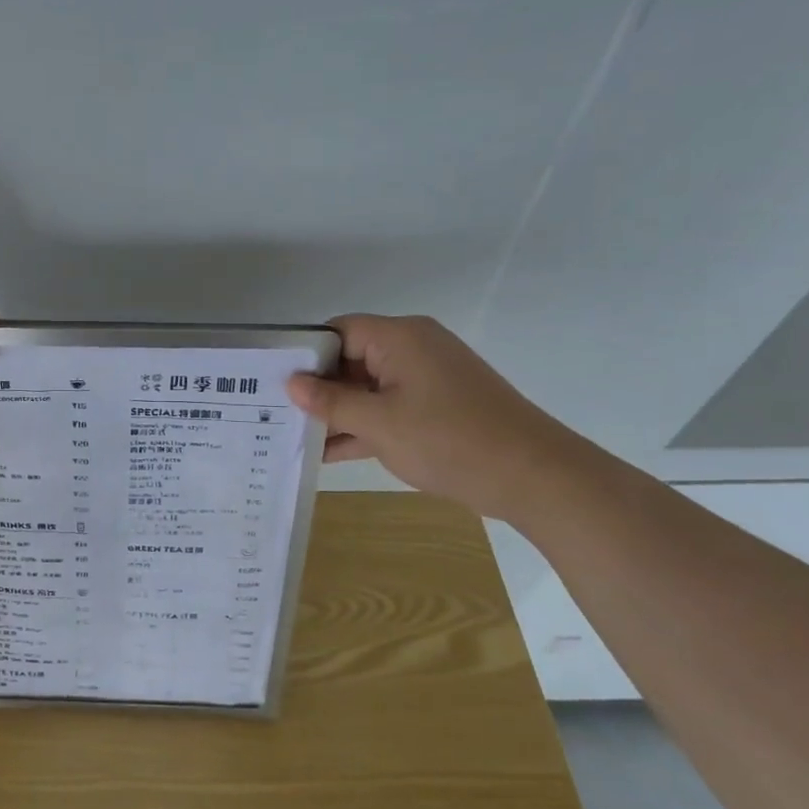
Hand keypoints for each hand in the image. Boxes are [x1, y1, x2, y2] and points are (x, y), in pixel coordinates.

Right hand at [286, 314, 581, 519]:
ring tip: (293, 438)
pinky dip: (364, 426)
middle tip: (275, 414)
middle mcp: (413, 349)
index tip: (274, 382)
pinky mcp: (437, 407)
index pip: (338, 332)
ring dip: (338, 413)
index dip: (306, 355)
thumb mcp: (379, 423)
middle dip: (317, 389)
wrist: (535, 477)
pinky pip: (388, 408)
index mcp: (400, 338)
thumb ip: (331, 402)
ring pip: (368, 388)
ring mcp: (426, 380)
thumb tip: (291, 383)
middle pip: (351, 360)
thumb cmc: (449, 440)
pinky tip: (328, 453)